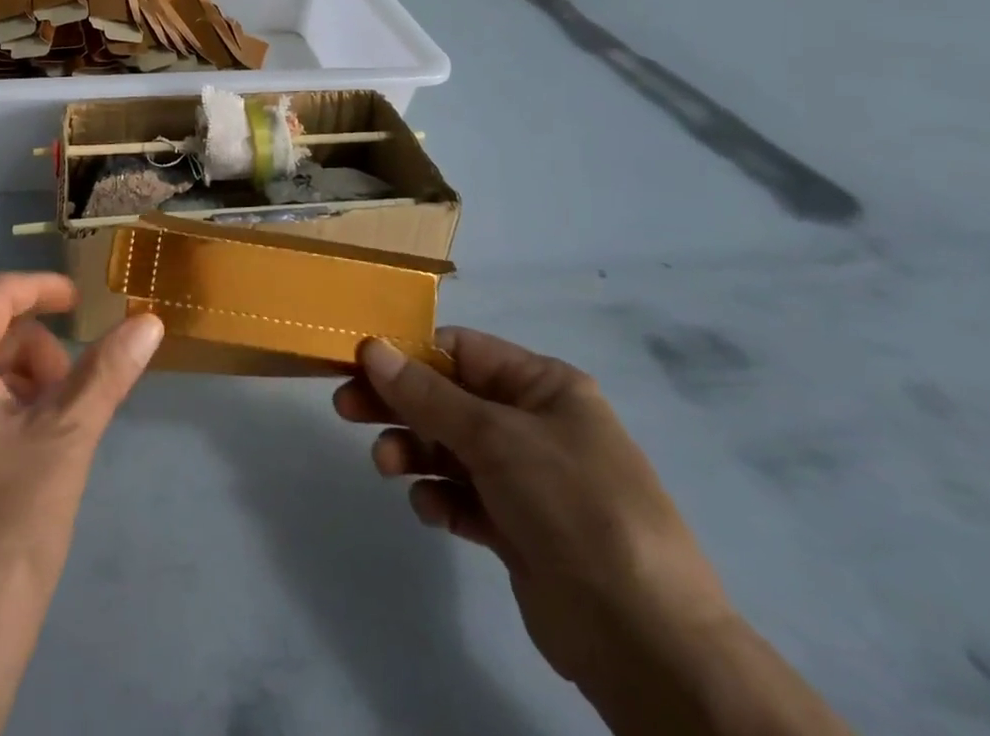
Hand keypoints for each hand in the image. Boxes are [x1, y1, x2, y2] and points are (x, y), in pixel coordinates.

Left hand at [0, 273, 162, 735]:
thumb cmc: (9, 523)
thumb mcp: (68, 437)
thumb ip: (107, 371)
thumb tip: (148, 321)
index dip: (41, 289)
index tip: (83, 302)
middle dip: (37, 346)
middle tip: (74, 390)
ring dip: (24, 378)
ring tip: (57, 426)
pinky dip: (3, 405)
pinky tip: (31, 450)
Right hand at [336, 329, 734, 707]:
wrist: (645, 642)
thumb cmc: (573, 506)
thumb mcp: (495, 437)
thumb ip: (427, 393)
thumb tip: (372, 347)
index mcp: (543, 386)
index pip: (462, 351)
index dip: (410, 353)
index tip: (359, 362)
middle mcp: (534, 424)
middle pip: (448, 398)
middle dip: (399, 403)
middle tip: (344, 408)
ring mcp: (527, 478)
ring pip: (450, 447)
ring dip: (413, 451)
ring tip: (387, 467)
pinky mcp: (518, 528)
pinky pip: (463, 496)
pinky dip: (441, 497)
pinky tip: (431, 510)